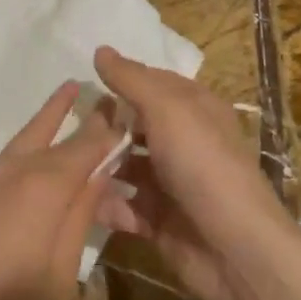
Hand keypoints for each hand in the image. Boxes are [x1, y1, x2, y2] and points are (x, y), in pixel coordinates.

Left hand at [0, 82, 117, 299]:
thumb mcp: (59, 272)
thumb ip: (82, 216)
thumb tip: (102, 172)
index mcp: (44, 185)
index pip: (88, 144)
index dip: (111, 130)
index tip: (135, 113)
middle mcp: (17, 170)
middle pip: (57, 133)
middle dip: (83, 115)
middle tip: (107, 96)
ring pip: (29, 136)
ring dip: (52, 116)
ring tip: (71, 92)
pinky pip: (15, 155)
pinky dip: (35, 140)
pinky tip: (45, 146)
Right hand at [91, 47, 293, 299]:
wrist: (234, 250)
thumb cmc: (203, 165)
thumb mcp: (167, 109)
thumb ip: (131, 80)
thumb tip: (101, 50)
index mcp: (195, 108)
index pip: (152, 84)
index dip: (122, 81)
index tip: (84, 83)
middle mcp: (185, 142)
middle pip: (136, 126)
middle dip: (105, 127)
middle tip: (70, 128)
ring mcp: (172, 183)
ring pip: (127, 166)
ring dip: (100, 166)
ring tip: (66, 165)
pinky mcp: (160, 221)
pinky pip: (125, 206)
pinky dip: (106, 204)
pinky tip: (80, 200)